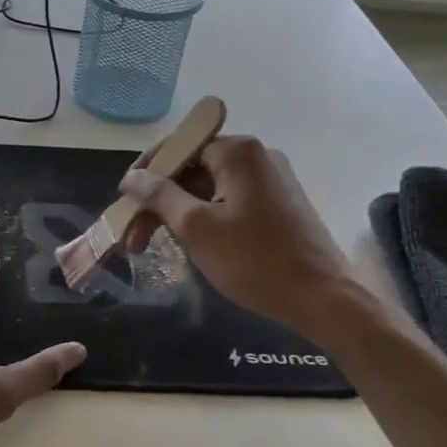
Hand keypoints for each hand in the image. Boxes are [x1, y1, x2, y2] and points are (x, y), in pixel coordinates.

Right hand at [120, 135, 351, 333]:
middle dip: (159, 201)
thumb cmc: (254, 260)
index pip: (177, 148)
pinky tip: (191, 244)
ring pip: (209, 187)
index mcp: (238, 151)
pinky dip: (205, 217)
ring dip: (179, 213)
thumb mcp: (196, 227)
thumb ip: (159, 196)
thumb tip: (131, 177)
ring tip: (156, 245)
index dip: (146, 174)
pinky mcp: (279, 203)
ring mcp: (272, 180)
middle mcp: (257, 156)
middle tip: (135, 237)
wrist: (323, 298)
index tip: (123, 203)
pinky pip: (230, 200)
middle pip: (192, 168)